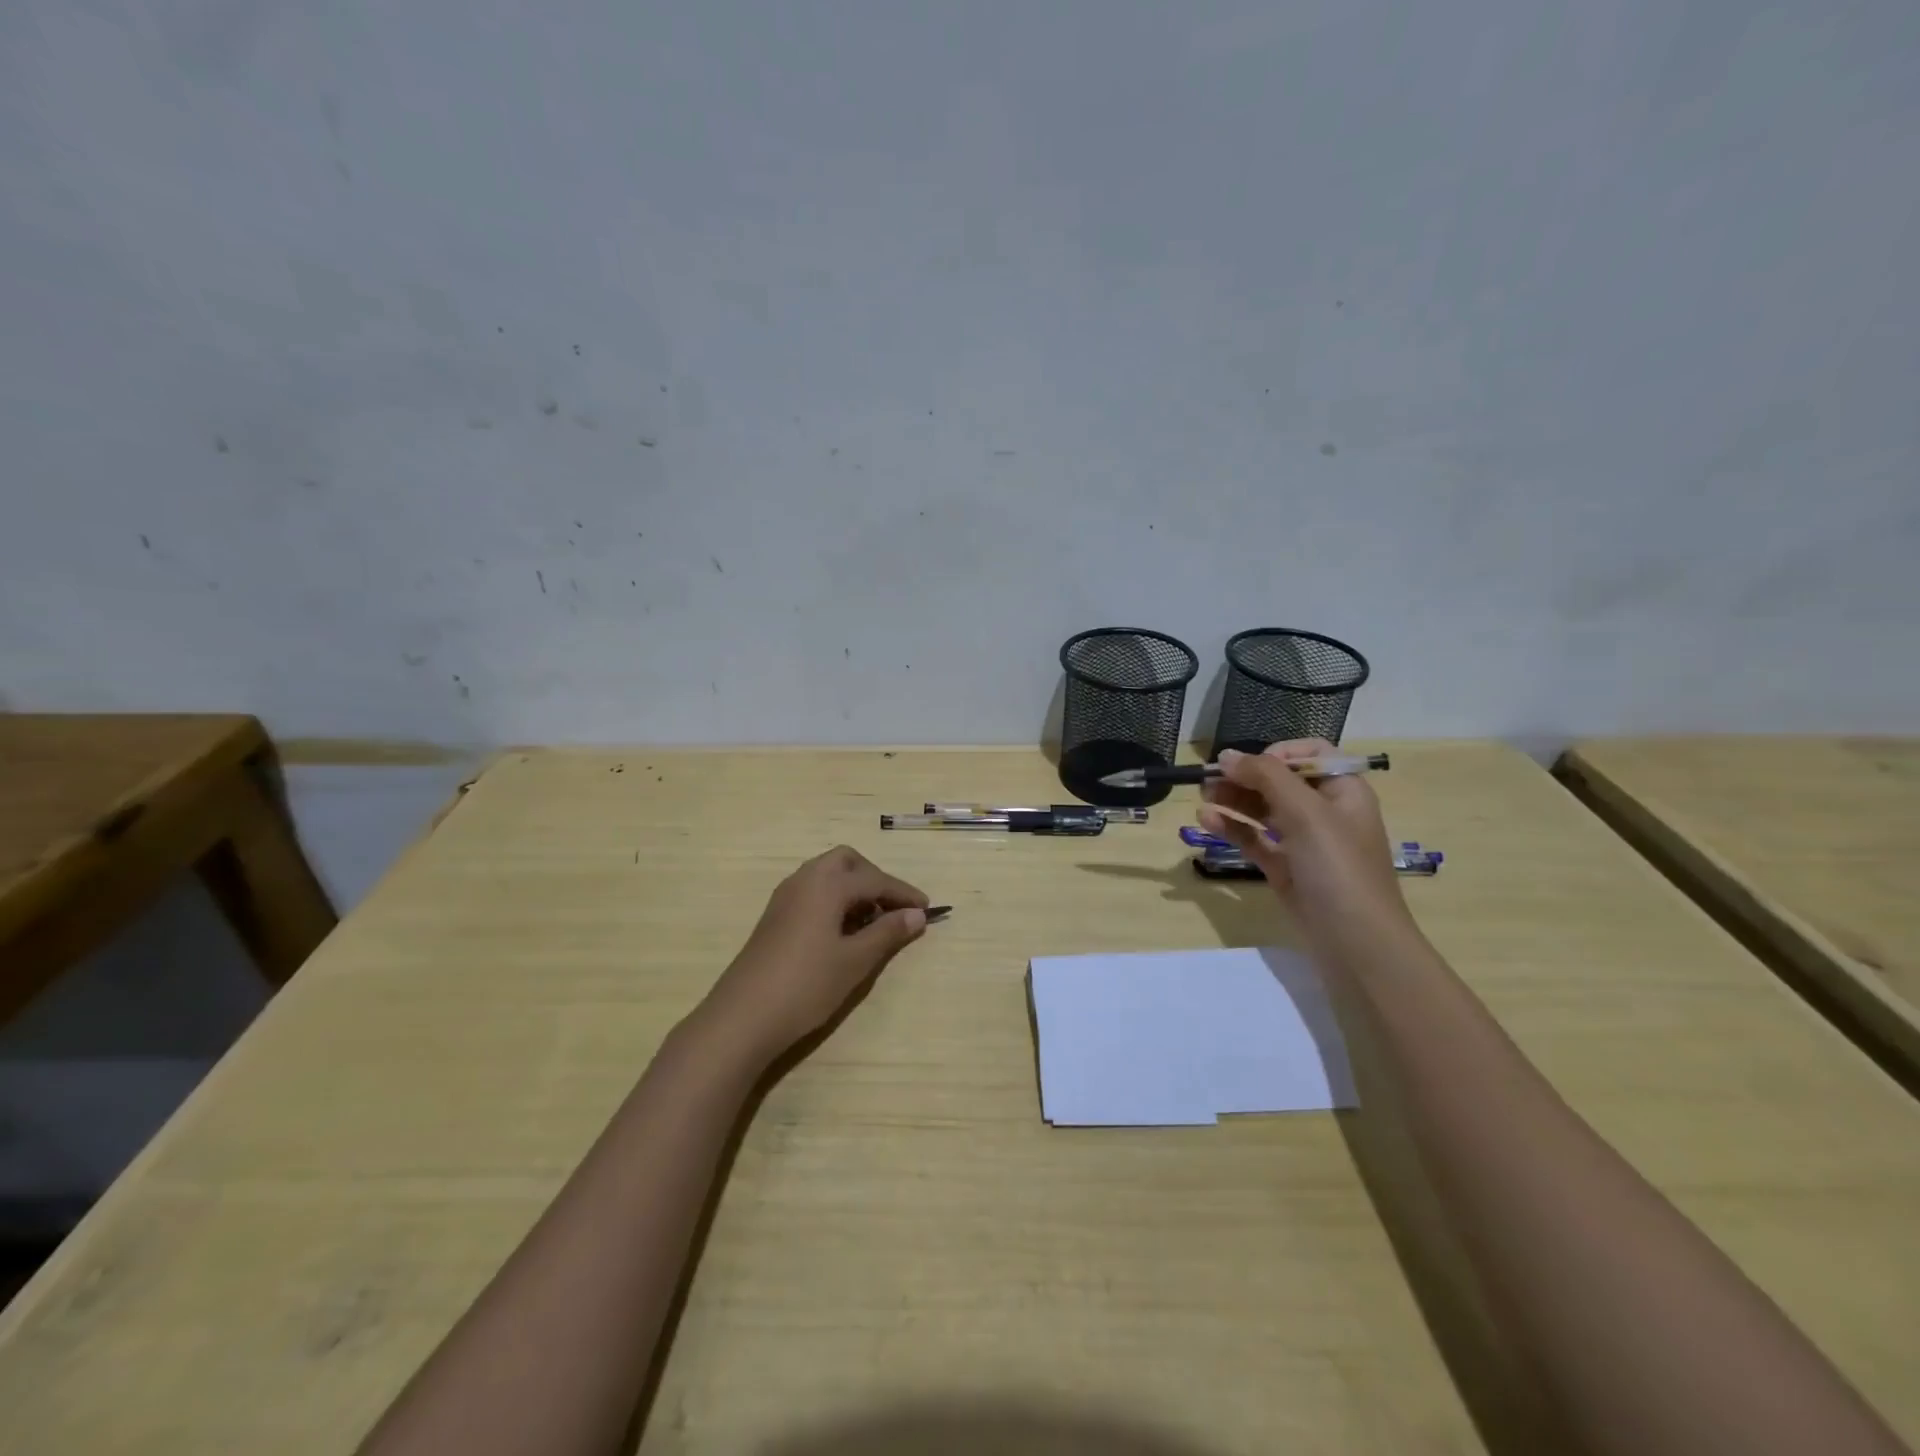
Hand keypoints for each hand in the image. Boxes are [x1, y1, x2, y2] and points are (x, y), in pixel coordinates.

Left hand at [697, 846, 929, 1067]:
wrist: (742, 1017)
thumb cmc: (806, 985)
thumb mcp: (855, 961)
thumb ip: (888, 933)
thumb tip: (917, 914)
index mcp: (826, 884)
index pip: (875, 879)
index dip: (903, 893)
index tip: (928, 909)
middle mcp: (804, 880)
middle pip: (847, 862)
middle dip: (874, 879)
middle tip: (894, 909)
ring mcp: (785, 897)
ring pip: (827, 875)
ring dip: (854, 889)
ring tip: (872, 923)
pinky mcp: (775, 916)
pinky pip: (813, 891)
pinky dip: (835, 900)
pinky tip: (843, 932)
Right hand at [1197, 739, 1418, 963]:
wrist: (1357, 944)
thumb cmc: (1339, 869)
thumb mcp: (1307, 813)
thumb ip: (1267, 777)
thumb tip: (1228, 755)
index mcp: (1344, 791)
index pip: (1310, 754)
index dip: (1276, 753)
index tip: (1245, 764)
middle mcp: (1326, 813)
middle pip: (1280, 781)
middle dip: (1245, 777)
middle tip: (1208, 780)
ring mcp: (1304, 843)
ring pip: (1264, 810)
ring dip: (1234, 801)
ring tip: (1202, 798)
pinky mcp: (1286, 870)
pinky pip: (1255, 840)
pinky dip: (1233, 829)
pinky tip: (1208, 822)